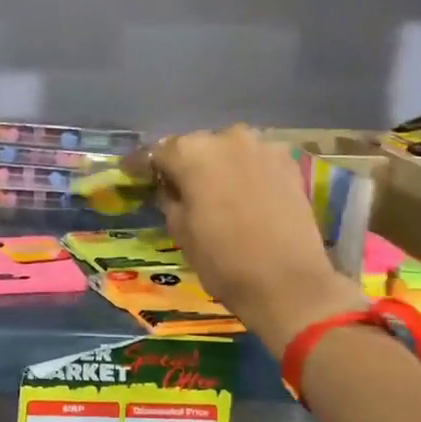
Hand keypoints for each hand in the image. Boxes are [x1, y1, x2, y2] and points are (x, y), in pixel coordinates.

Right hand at [152, 126, 361, 350]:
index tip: (131, 174)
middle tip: (175, 187)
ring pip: (227, 150)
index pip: (156, 152)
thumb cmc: (223, 261)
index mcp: (192, 152)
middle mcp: (227, 137)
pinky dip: (243, 171)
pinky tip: (240, 193)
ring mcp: (262, 147)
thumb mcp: (180, 231)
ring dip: (216, 165)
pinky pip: (254, 160)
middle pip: (194, 146)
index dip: (141, 165)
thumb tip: (169, 187)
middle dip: (183, 164)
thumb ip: (169, 198)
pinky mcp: (288, 163)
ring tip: (211, 190)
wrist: (289, 283)